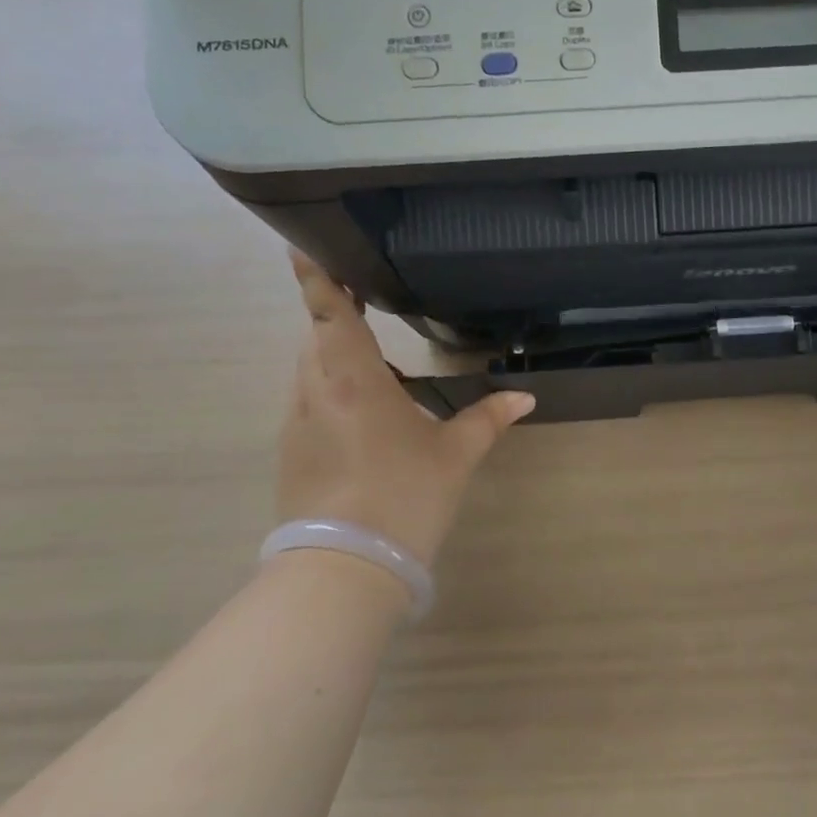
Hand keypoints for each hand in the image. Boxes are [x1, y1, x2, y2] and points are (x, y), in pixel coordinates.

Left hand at [277, 251, 534, 566]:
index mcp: (353, 379)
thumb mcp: (455, 455)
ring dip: (336, 356)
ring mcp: (297, 423)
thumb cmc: (403, 495)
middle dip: (338, 316)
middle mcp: (316, 391)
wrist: (343, 569)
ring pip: (311, 371)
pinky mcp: (292, 453)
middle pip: (318, 338)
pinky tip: (366, 414)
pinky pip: (310, 402)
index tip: (304, 246)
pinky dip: (332, 390)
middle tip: (365, 301)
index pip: (330, 314)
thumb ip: (488, 418)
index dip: (318, 277)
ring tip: (377, 361)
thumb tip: (524, 397)